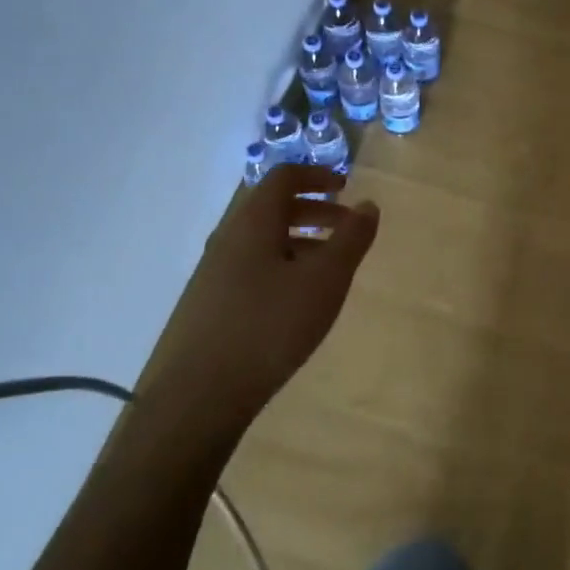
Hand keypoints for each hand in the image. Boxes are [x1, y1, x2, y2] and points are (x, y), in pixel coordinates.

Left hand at [141, 164, 378, 428]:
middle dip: (315, 210)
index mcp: (253, 222)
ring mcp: (216, 272)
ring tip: (331, 266)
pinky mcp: (212, 302)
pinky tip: (299, 300)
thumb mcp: (325, 279)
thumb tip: (368, 205)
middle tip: (348, 227)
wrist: (202, 394)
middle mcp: (229, 238)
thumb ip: (351, 238)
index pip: (284, 177)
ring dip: (301, 240)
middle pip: (274, 207)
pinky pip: (253, 266)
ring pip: (264, 240)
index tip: (346, 187)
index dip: (318, 175)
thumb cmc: (271, 325)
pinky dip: (284, 265)